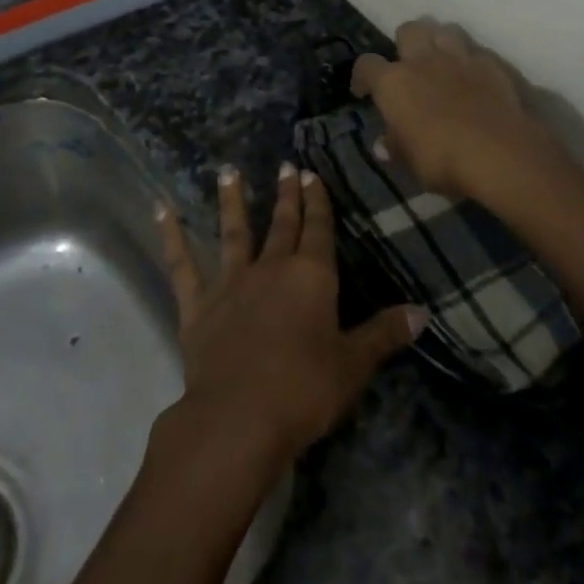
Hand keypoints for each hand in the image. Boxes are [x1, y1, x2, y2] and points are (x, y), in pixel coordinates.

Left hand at [155, 164, 425, 464]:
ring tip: (228, 170)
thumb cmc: (304, 389)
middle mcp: (271, 268)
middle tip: (285, 166)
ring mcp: (231, 283)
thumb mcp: (353, 364)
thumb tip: (423, 312)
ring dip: (231, 201)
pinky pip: (182, 265)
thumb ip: (384, 334)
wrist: (238, 417)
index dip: (317, 201)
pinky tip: (160, 211)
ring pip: (233, 232)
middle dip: (286, 196)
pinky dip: (171, 237)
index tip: (311, 174)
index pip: (318, 229)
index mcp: (311, 276)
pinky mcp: (198, 306)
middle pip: (282, 224)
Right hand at [350, 17, 564, 203]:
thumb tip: (384, 144)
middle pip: (409, 30)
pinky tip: (475, 77)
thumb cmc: (443, 160)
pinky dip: (472, 60)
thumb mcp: (411, 162)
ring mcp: (460, 57)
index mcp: (394, 82)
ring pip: (445, 29)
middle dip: (406, 43)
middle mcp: (424, 60)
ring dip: (440, 41)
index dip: (363, 76)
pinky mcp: (493, 64)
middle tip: (409, 65)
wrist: (500, 153)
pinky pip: (477, 51)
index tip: (364, 92)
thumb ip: (396, 147)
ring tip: (442, 61)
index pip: (367, 65)